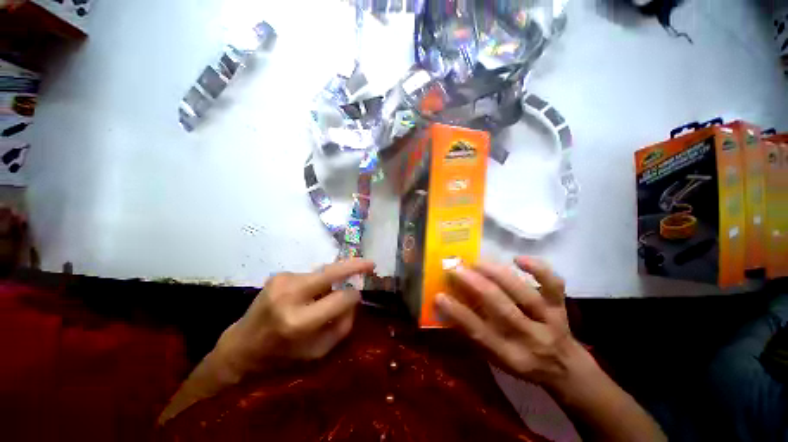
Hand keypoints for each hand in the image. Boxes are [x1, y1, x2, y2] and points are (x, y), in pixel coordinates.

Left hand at [213, 258, 374, 380]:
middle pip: (331, 272)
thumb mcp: (318, 352)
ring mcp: (282, 281)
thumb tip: (355, 299)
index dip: (353, 297)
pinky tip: (305, 297)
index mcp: (298, 321)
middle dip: (354, 265)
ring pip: (322, 274)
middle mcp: (289, 295)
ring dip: (329, 282)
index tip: (359, 296)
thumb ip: (342, 326)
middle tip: (370, 263)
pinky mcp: (278, 275)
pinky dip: (315, 284)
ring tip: (320, 298)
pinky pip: (309, 276)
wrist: (241, 346)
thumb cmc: (282, 356)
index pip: (340, 298)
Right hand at [435, 256, 584, 387]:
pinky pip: (554, 285)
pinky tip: (518, 259)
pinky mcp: (561, 306)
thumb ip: (473, 334)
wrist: (566, 367)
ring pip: (523, 293)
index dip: (457, 313)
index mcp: (510, 355)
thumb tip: (448, 309)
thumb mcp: (495, 358)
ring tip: (478, 262)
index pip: (479, 333)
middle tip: (456, 268)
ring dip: (498, 275)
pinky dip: (538, 269)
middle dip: (475, 285)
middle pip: (502, 308)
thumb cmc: (522, 362)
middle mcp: (531, 338)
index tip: (439, 295)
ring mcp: (550, 320)